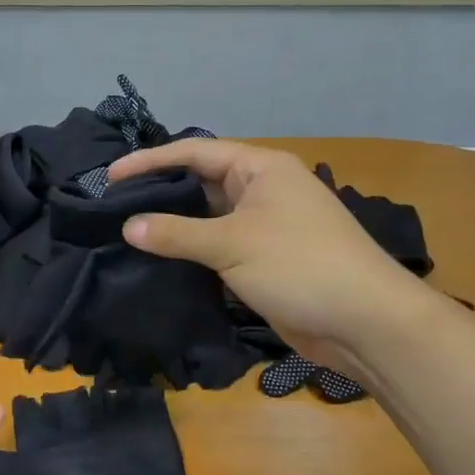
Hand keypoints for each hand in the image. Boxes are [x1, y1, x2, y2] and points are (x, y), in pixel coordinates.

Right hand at [108, 140, 423, 375]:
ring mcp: (266, 226)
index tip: (110, 178)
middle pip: (201, 183)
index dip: (150, 161)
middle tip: (113, 208)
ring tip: (128, 234)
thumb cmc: (300, 265)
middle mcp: (262, 190)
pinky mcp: (265, 261)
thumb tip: (129, 226)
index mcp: (260, 168)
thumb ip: (176, 233)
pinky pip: (220, 248)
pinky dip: (193, 253)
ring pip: (209, 219)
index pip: (194, 152)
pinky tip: (161, 262)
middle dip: (160, 193)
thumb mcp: (232, 244)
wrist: (364, 322)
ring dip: (175, 227)